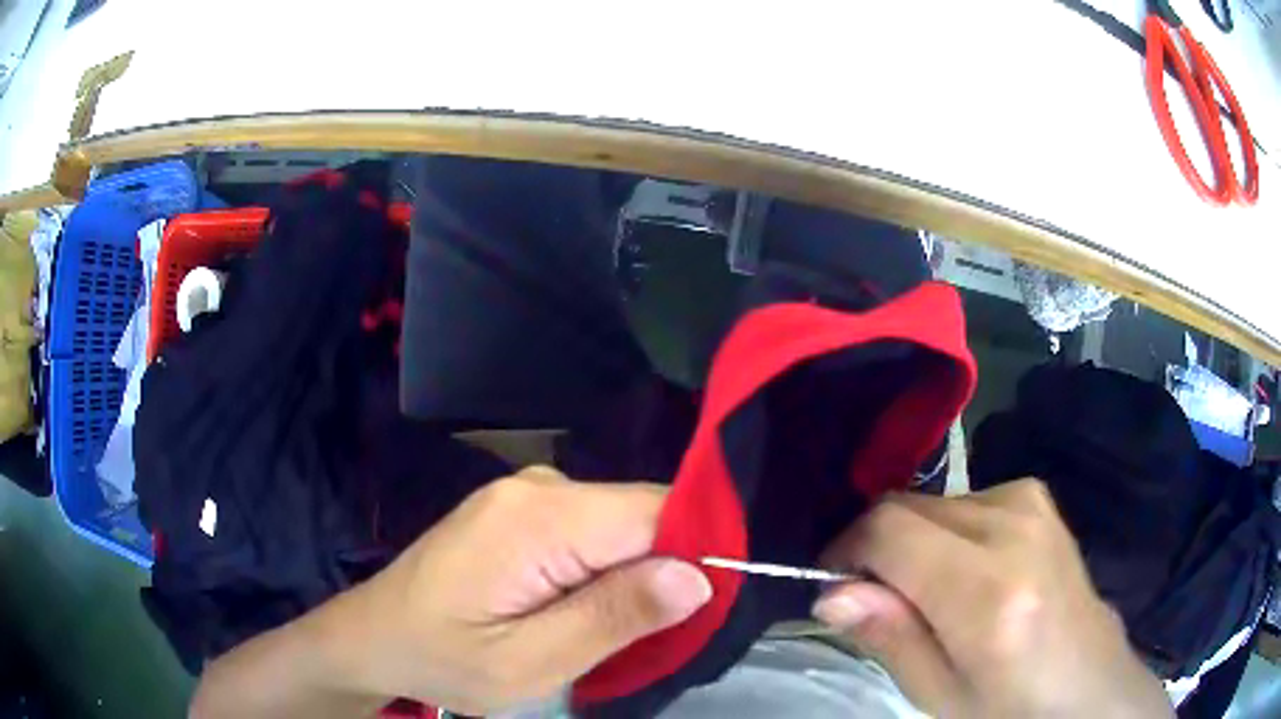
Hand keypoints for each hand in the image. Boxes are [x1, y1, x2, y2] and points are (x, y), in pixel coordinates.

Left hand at [190, 467, 710, 717]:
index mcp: (538, 517)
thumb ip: (612, 617)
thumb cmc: (444, 659)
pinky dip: (606, 570)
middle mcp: (539, 486)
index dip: (697, 555)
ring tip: (614, 631)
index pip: (658, 511)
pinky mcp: (522, 510)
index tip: (703, 613)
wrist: (375, 637)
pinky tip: (584, 609)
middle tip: (654, 637)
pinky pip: (593, 530)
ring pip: (622, 524)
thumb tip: (698, 577)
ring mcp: (528, 494)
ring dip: (635, 576)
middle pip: (643, 515)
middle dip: (665, 572)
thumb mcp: (528, 662)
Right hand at [811, 479, 1172, 718]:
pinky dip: (944, 532)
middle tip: (878, 601)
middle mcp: (1014, 528)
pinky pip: (965, 500)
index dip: (846, 550)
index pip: (889, 530)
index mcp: (989, 591)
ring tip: (927, 595)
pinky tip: (965, 572)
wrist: (1090, 685)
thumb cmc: (1011, 709)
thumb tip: (830, 591)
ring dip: (911, 542)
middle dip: (877, 548)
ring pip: (933, 502)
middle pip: (908, 506)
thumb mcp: (940, 695)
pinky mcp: (1039, 498)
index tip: (834, 586)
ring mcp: (1032, 503)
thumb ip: (889, 636)